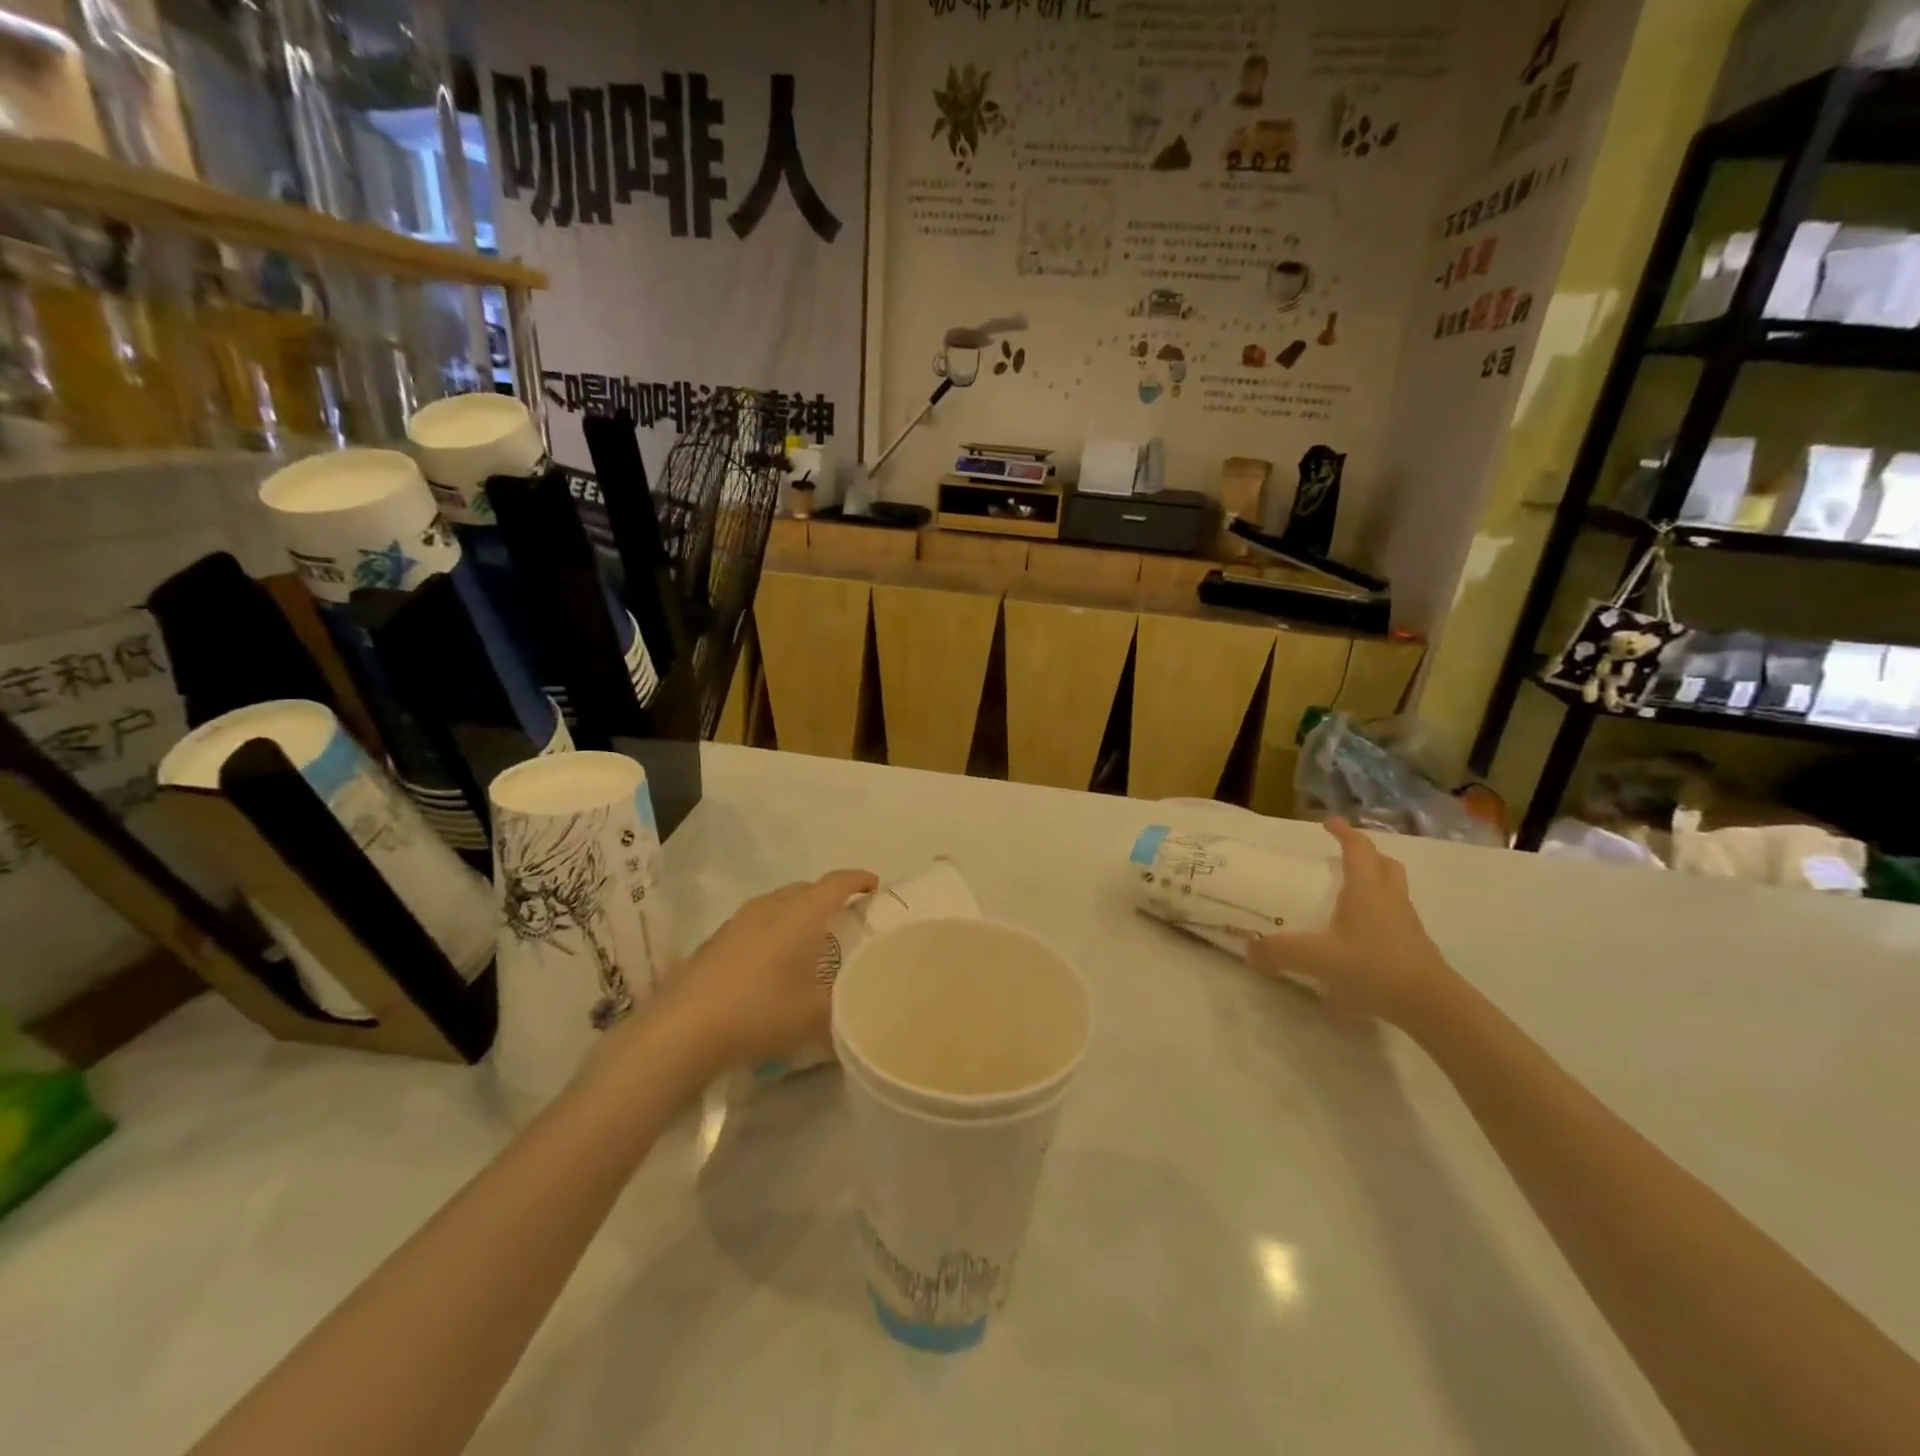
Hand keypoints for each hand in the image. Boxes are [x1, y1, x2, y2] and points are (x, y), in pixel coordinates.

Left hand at [651, 868, 878, 1070]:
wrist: (683, 1028)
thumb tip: (858, 1013)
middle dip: (829, 897)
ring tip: (810, 940)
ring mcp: (738, 921)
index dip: (858, 880)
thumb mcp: (815, 1018)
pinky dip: (774, 931)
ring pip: (778, 904)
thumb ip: (844, 1010)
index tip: (874, 886)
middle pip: (806, 889)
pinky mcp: (716, 940)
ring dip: (798, 914)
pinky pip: (756, 923)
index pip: (836, 883)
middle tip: (846, 918)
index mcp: (801, 914)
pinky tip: (772, 963)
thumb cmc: (760, 1012)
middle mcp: (770, 907)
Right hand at [1246, 818, 1455, 1027]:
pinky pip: (1395, 915)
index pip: (1358, 848)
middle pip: (1384, 864)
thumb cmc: (1373, 967)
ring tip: (1351, 891)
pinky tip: (1360, 932)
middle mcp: (1390, 897)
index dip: (1344, 832)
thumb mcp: (1317, 959)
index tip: (1329, 822)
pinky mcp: (1414, 945)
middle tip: (1343, 856)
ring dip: (1376, 881)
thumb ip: (1280, 952)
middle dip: (1365, 854)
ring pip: (1393, 888)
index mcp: (1367, 888)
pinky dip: (1379, 912)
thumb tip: (1249, 950)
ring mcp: (1406, 922)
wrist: (1431, 1005)